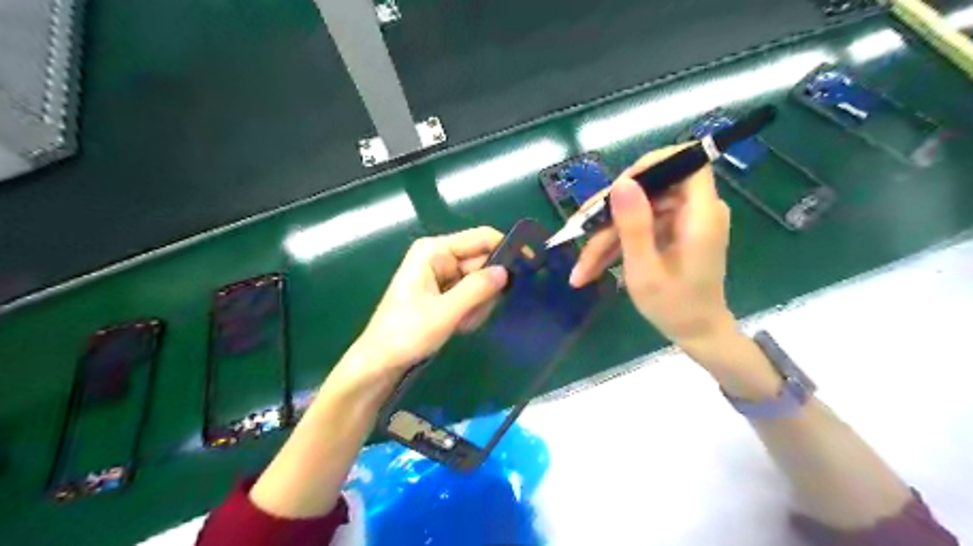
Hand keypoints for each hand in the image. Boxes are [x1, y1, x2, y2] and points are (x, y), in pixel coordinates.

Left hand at [341, 226, 510, 379]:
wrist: (381, 361)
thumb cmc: (407, 333)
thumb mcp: (445, 312)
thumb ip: (477, 289)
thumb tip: (506, 271)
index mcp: (435, 251)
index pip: (481, 238)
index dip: (507, 248)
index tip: (530, 264)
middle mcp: (440, 257)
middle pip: (482, 262)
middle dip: (486, 290)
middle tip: (475, 314)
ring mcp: (442, 275)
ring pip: (480, 282)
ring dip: (478, 304)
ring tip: (461, 323)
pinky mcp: (444, 291)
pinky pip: (471, 295)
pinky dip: (470, 311)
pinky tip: (458, 325)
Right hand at [572, 145, 738, 348]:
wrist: (696, 333)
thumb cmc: (674, 307)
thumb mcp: (645, 271)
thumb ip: (634, 226)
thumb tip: (621, 183)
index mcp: (700, 215)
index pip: (686, 161)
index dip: (651, 165)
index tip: (617, 187)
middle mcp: (696, 210)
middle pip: (650, 188)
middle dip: (610, 211)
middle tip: (579, 231)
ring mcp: (683, 221)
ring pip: (638, 210)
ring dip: (606, 235)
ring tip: (581, 268)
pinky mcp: (673, 231)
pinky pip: (641, 226)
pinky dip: (616, 244)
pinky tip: (592, 267)